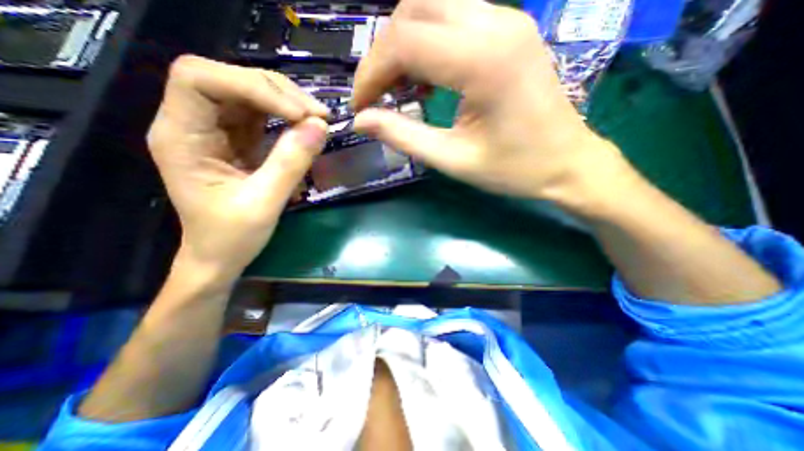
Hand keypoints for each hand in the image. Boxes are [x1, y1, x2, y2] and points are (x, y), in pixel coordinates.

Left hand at [146, 54, 330, 281]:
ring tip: (318, 120)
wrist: (220, 257)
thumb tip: (320, 127)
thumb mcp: (264, 203)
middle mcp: (193, 123)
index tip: (299, 114)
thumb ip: (291, 163)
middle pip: (230, 80)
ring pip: (250, 93)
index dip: (252, 86)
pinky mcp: (238, 140)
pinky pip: (263, 114)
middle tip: (318, 116)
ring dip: (287, 101)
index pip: (201, 79)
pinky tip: (306, 128)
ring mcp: (217, 130)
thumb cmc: (231, 237)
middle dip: (278, 93)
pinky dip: (288, 116)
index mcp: (181, 136)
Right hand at [354, 0, 623, 201]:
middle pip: (413, 11)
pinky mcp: (509, 30)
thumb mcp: (453, 160)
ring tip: (400, 91)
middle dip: (384, 56)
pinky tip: (428, 80)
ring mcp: (507, 20)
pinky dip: (427, 45)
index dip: (370, 73)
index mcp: (483, 61)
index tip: (361, 106)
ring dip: (404, 47)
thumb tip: (361, 121)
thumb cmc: (513, 169)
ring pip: (431, 8)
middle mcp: (496, 24)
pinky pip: (453, 19)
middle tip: (377, 97)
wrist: (567, 163)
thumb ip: (404, 136)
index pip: (404, 42)